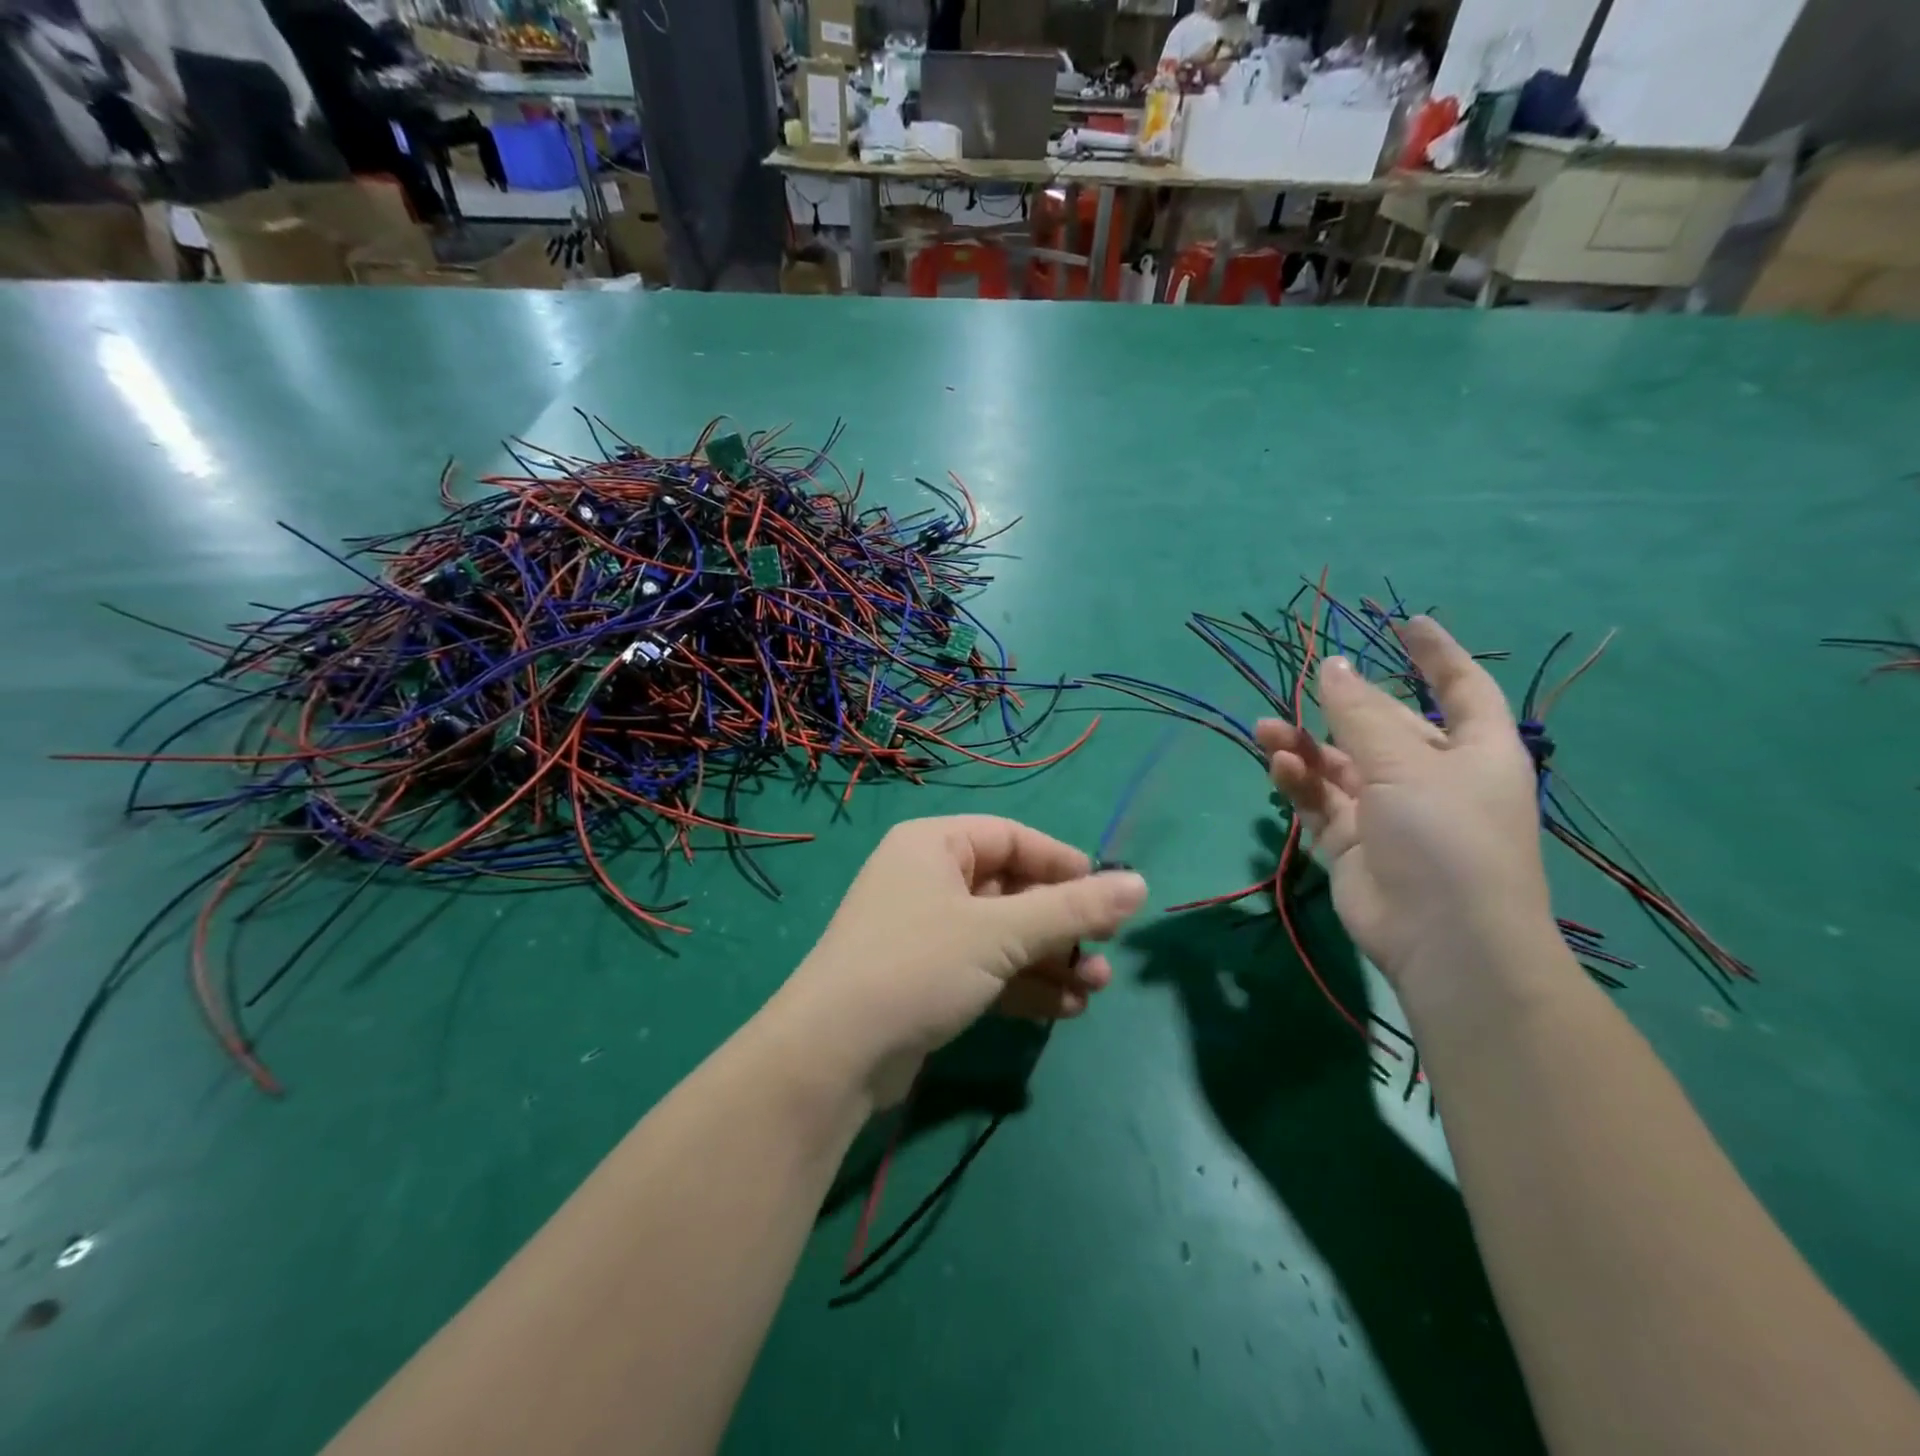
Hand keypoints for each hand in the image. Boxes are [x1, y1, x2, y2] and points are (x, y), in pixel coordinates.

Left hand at [776, 816, 1147, 1104]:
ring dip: (1050, 959)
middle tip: (1107, 952)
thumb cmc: (919, 965)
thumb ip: (1072, 909)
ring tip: (1096, 988)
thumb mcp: (1001, 933)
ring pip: (1003, 935)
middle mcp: (928, 879)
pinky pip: (986, 969)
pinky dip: (1024, 985)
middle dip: (1062, 924)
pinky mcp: (926, 978)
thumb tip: (1140, 884)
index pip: (1013, 838)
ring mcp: (925, 932)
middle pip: (1011, 890)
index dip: (1063, 864)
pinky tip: (1066, 1009)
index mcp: (935, 845)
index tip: (1110, 895)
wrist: (835, 1055)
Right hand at [1255, 617, 1558, 1005]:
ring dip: (1305, 746)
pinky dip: (1300, 783)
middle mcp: (1432, 776)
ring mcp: (1389, 812)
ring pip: (1340, 765)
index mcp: (1474, 751)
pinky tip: (1279, 768)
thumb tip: (1331, 665)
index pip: (1460, 688)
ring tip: (1265, 731)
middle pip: (1383, 726)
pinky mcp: (1352, 842)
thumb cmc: (1445, 836)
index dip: (1436, 654)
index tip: (1404, 624)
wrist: (1441, 939)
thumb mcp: (1404, 764)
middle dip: (1341, 706)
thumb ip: (1360, 714)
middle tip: (1300, 685)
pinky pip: (1321, 801)